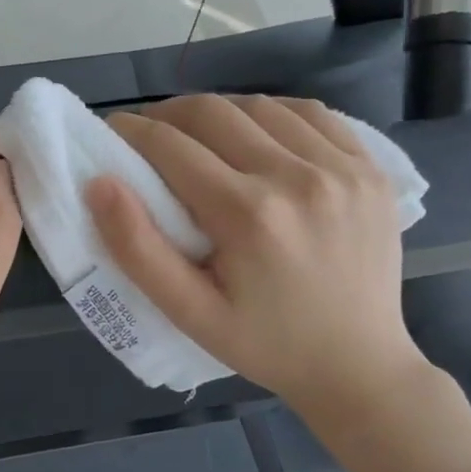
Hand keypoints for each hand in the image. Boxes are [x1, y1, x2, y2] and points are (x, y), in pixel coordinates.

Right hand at [86, 94, 430, 435]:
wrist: (358, 365)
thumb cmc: (265, 344)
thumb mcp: (189, 313)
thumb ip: (137, 249)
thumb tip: (99, 184)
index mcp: (248, 215)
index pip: (171, 146)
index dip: (132, 132)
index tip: (112, 132)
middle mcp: (298, 177)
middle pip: (213, 113)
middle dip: (168, 114)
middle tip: (148, 133)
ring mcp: (343, 167)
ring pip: (261, 105)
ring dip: (218, 112)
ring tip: (198, 134)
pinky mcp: (371, 168)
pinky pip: (313, 114)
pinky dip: (273, 113)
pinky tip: (256, 133)